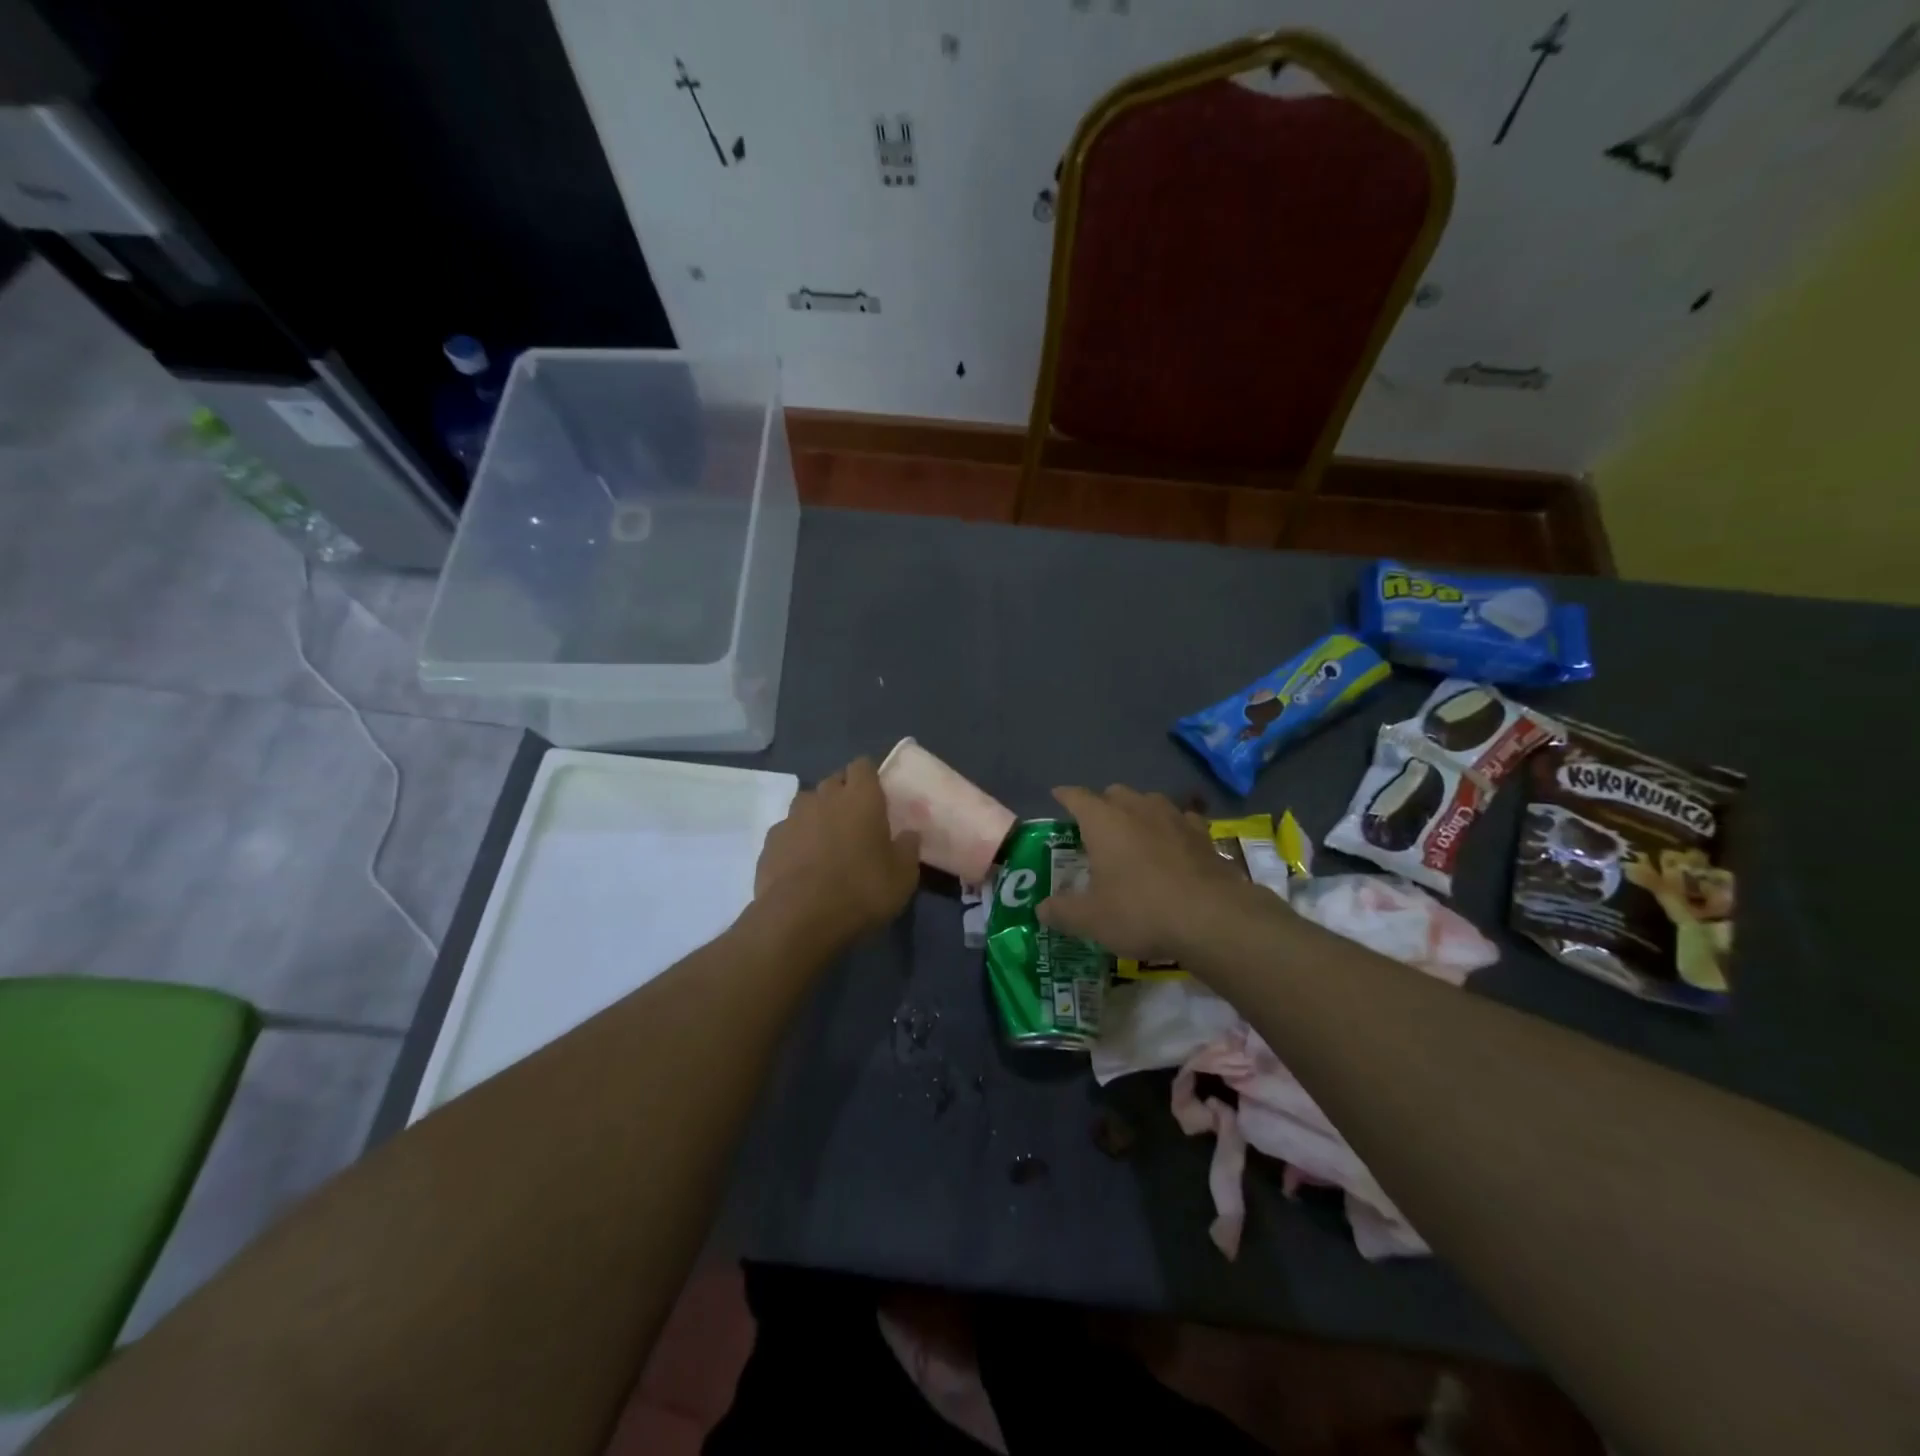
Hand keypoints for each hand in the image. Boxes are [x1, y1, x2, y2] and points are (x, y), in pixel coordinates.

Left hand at [754, 758, 920, 944]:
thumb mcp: (902, 877)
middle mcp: (824, 797)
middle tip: (856, 821)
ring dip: (818, 815)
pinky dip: (796, 839)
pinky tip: (802, 863)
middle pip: (834, 781)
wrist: (799, 918)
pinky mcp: (770, 841)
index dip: (869, 777)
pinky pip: (788, 830)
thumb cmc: (861, 890)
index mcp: (861, 797)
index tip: (876, 796)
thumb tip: (909, 834)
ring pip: (808, 803)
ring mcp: (792, 817)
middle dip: (843, 794)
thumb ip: (907, 849)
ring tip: (827, 842)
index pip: (862, 766)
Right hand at [1038, 785, 1276, 962]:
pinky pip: (1181, 820)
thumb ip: (1062, 911)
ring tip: (1134, 833)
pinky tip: (1173, 845)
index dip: (1065, 796)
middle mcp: (1137, 808)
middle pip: (1115, 793)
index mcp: (1103, 821)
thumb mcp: (1091, 919)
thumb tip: (1041, 909)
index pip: (1076, 797)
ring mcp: (1174, 817)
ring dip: (1138, 812)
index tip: (1057, 795)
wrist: (1212, 918)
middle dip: (1102, 804)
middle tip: (1095, 827)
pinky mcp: (1203, 834)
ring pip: (1149, 802)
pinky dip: (1172, 828)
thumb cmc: (1140, 910)